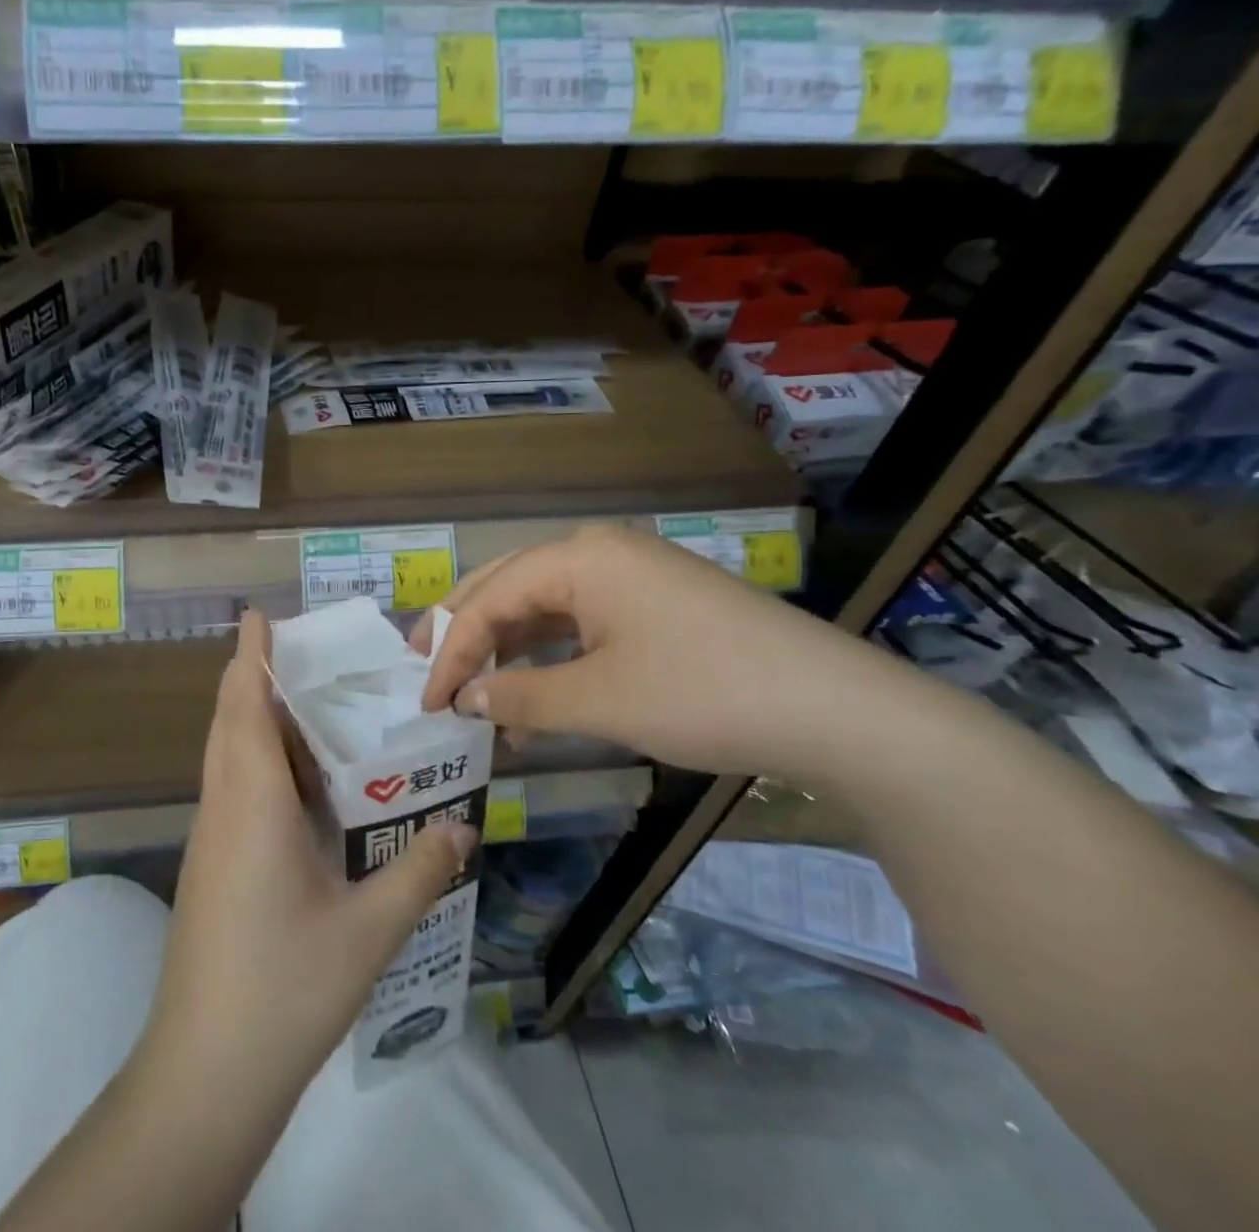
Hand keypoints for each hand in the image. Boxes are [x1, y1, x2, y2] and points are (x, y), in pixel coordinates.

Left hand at [144, 610, 478, 1105]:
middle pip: (231, 720)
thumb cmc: (284, 989)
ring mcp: (211, 839)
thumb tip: (463, 828)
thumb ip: (419, 872)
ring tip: (314, 706)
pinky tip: (303, 785)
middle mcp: (223, 808)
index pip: (243, 705)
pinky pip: (233, 789)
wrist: (204, 1074)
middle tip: (309, 653)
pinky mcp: (211, 866)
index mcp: (252, 803)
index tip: (261, 614)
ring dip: (257, 719)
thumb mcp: (368, 932)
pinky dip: (260, 762)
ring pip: (228, 755)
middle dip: (256, 676)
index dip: (249, 654)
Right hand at [415, 524, 903, 783]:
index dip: (451, 651)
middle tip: (427, 673)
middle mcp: (600, 553)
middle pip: (510, 588)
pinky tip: (535, 696)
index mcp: (580, 558)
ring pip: (545, 607)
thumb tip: (467, 700)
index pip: (490, 599)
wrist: (838, 711)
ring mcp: (633, 576)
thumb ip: (520, 696)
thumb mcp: (600, 701)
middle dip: (466, 633)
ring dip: (508, 650)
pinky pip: (583, 624)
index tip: (426, 702)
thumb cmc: (704, 693)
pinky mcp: (657, 605)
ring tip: (476, 693)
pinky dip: (551, 658)